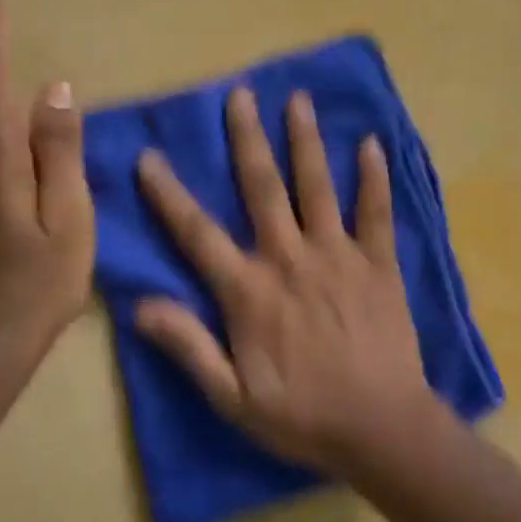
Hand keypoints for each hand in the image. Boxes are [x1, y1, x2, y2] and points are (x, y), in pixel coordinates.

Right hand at [133, 88, 435, 474]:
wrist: (381, 427)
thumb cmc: (302, 417)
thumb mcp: (232, 397)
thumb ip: (188, 346)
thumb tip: (139, 305)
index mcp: (249, 291)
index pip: (198, 233)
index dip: (169, 194)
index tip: (151, 156)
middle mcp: (289, 259)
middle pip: (263, 188)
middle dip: (248, 139)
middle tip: (240, 94)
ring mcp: (338, 256)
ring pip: (316, 186)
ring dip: (305, 140)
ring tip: (299, 99)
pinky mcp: (379, 263)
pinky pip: (376, 212)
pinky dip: (374, 177)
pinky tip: (371, 142)